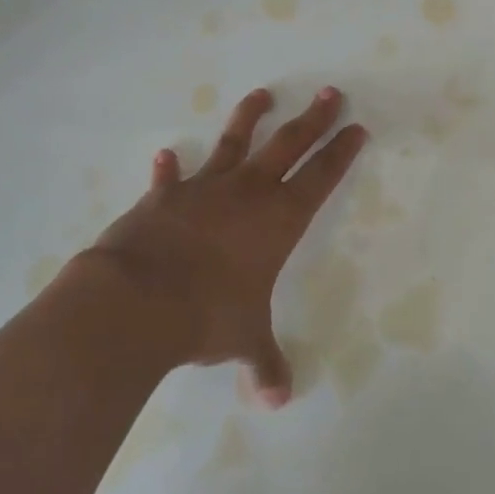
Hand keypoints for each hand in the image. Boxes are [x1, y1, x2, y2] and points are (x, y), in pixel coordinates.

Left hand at [85, 86, 367, 406]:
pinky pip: (170, 177)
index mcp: (278, 220)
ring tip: (261, 94)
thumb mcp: (243, 341)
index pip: (321, 177)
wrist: (138, 300)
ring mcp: (204, 189)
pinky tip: (165, 155)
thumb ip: (264, 364)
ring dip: (249, 118)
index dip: (341, 152)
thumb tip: (278, 400)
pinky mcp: (164, 197)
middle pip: (288, 144)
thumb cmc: (206, 316)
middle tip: (330, 93)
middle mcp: (247, 193)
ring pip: (234, 142)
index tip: (356, 128)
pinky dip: (168, 168)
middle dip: (312, 119)